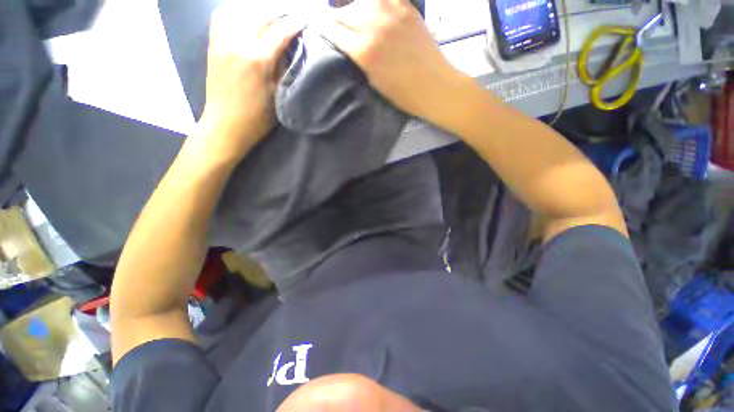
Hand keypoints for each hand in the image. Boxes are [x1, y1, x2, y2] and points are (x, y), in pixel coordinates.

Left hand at [196, 2, 304, 162]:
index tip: (304, 20)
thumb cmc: (257, 117)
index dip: (294, 24)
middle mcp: (238, 44)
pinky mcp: (213, 44)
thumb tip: (288, 51)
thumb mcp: (278, 96)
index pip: (280, 32)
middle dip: (279, 11)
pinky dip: (235, 10)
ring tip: (270, 12)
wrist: (226, 124)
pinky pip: (222, 16)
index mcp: (258, 61)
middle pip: (261, 15)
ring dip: (258, 8)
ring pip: (240, 10)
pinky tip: (245, 14)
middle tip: (291, 13)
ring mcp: (222, 41)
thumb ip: (282, 70)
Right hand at [319, 0, 470, 121]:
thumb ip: (360, 59)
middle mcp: (373, 26)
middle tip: (334, 23)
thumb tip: (350, 45)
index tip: (320, 28)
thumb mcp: (374, 82)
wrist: (433, 85)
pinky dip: (376, 3)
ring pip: (363, 2)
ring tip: (354, 15)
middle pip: (345, 13)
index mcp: (364, 51)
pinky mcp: (406, 8)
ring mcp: (391, 12)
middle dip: (336, 18)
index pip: (335, 32)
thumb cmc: (403, 94)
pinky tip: (374, 9)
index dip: (325, 29)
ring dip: (354, 8)